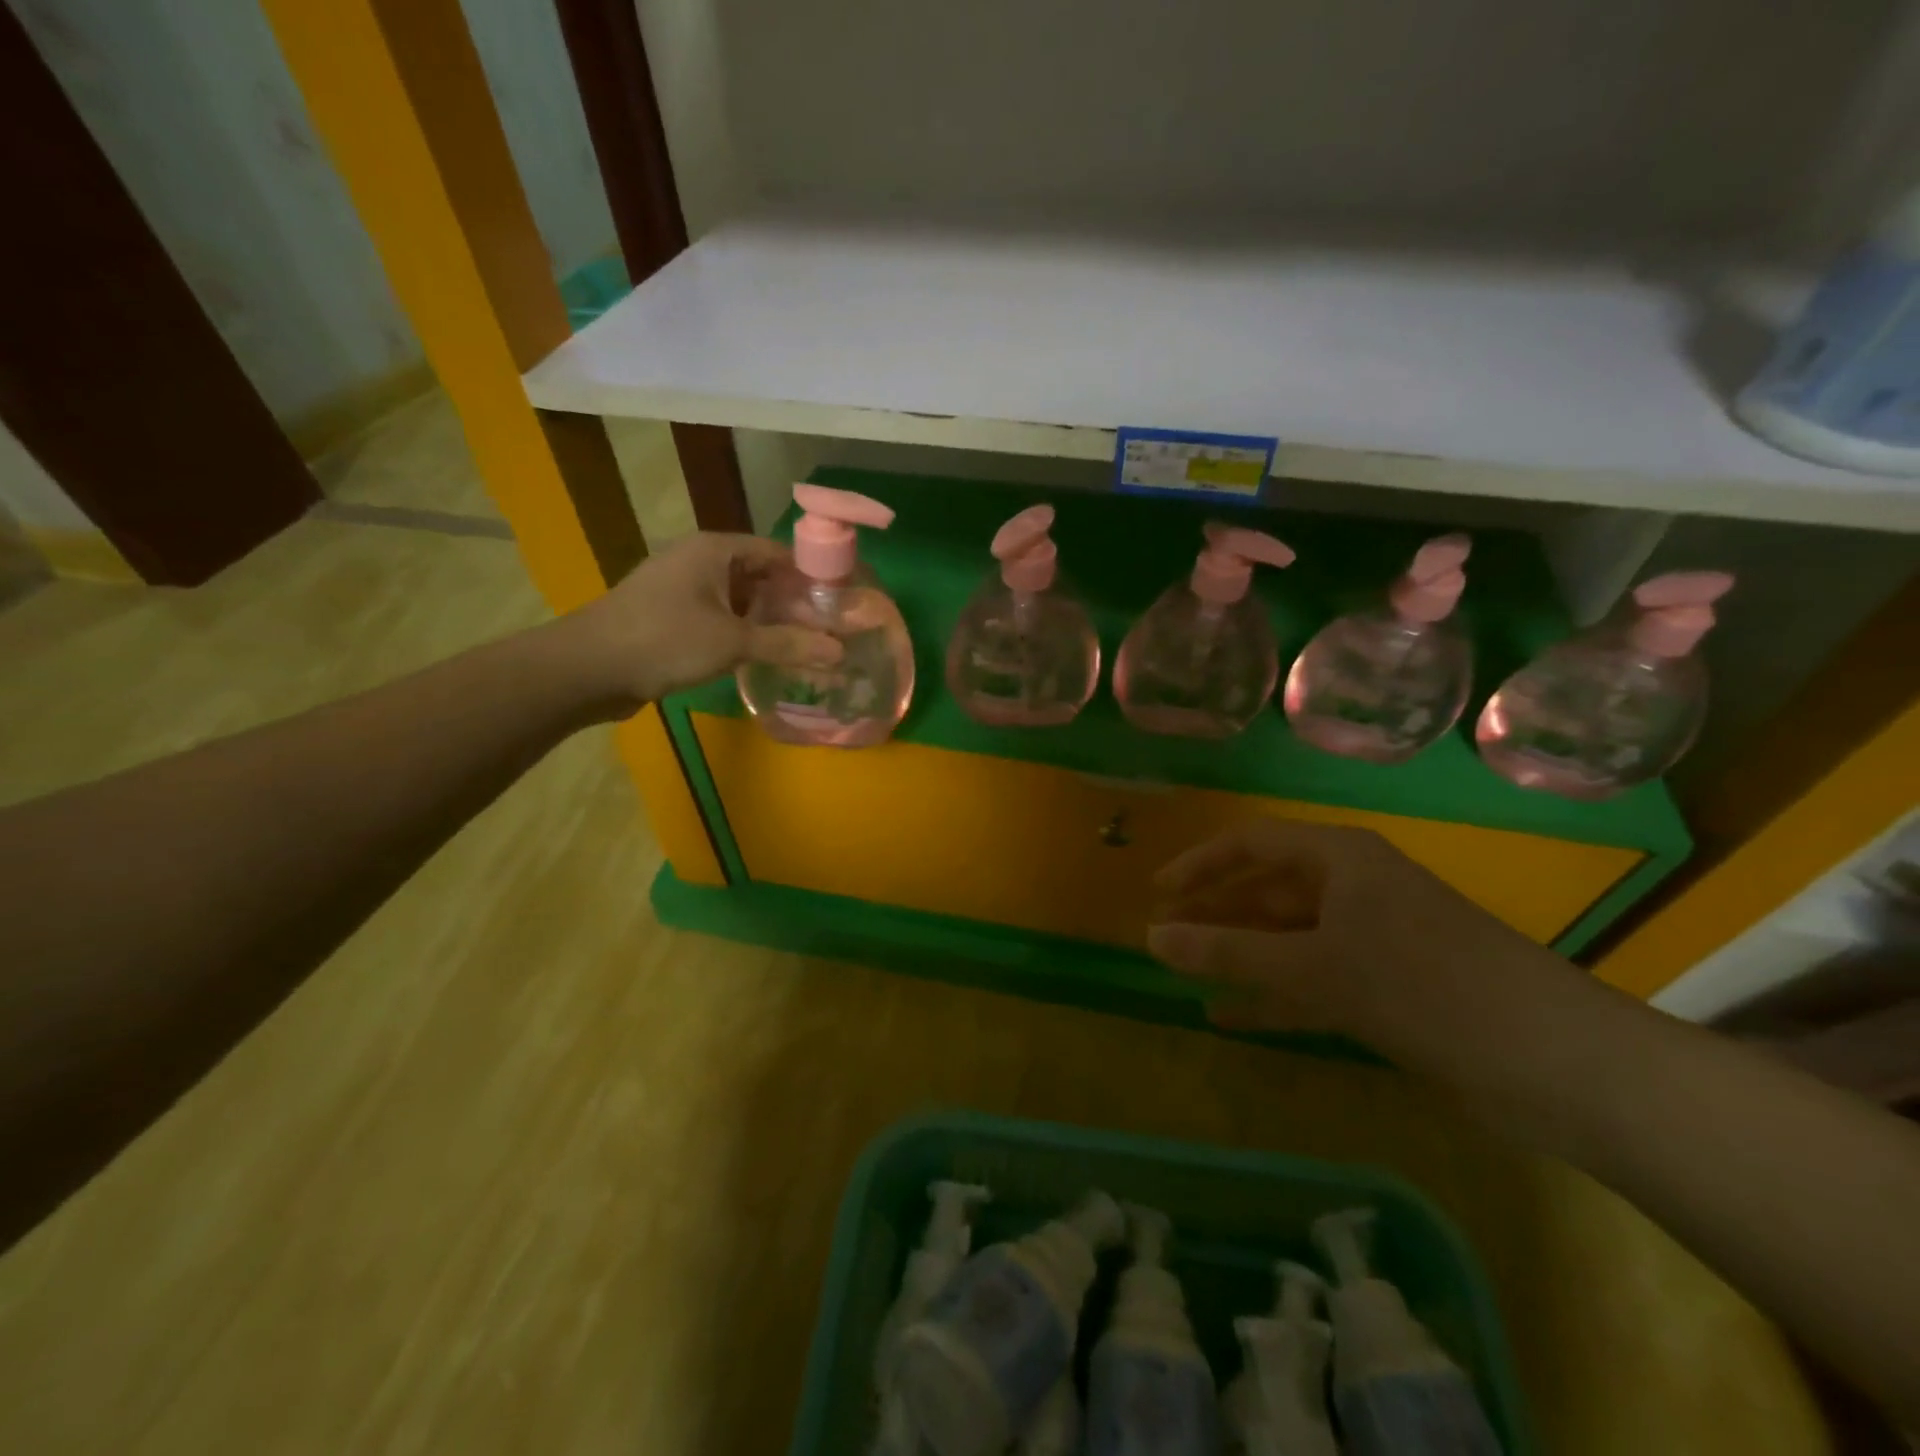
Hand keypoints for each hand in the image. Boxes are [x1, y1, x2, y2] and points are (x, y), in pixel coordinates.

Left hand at [557, 533, 841, 712]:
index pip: (778, 552)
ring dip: (769, 621)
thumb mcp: (732, 642)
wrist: (587, 669)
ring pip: (740, 599)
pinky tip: (765, 656)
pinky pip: (720, 617)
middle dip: (794, 603)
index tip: (841, 603)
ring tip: (806, 646)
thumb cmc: (663, 641)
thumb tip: (840, 652)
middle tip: (829, 630)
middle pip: (761, 575)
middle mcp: (700, 560)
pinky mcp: (672, 615)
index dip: (812, 575)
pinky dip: (744, 632)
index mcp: (715, 549)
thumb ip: (788, 645)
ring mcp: (683, 588)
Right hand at [1147, 818, 1557, 1053]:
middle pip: (1268, 890)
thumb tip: (1151, 938)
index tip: (1157, 892)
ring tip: (1187, 973)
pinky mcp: (1390, 988)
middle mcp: (1355, 889)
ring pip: (1288, 938)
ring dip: (1241, 956)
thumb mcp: (1312, 965)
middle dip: (1217, 913)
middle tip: (1165, 937)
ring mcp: (1375, 939)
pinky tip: (1231, 1017)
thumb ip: (1228, 952)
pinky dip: (1274, 996)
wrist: (1553, 1061)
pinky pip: (1314, 981)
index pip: (1253, 843)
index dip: (1201, 864)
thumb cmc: (1421, 984)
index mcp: (1341, 858)